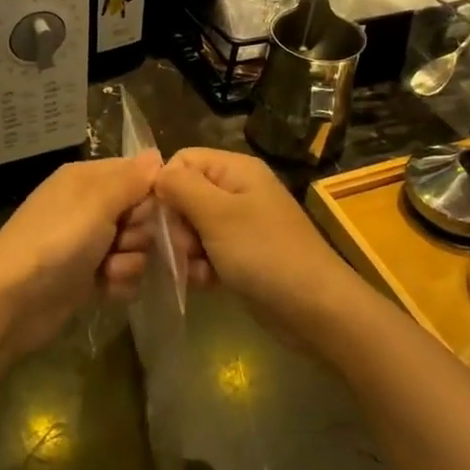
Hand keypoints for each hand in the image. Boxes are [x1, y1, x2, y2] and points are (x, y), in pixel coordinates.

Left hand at [0, 154, 162, 355]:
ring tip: (108, 271)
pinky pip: (124, 275)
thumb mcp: (96, 202)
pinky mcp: (88, 278)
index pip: (137, 175)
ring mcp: (88, 244)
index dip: (152, 194)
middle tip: (123, 242)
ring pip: (136, 248)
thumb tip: (156, 155)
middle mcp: (89, 208)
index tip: (157, 212)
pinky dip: (119, 284)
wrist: (11, 301)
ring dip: (130, 263)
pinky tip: (105, 289)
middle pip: (142, 214)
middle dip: (141, 233)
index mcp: (88, 180)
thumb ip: (131, 179)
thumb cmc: (56, 241)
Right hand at [155, 148, 363, 340]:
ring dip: (186, 251)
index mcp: (235, 170)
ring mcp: (240, 224)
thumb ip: (181, 187)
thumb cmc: (264, 253)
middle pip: (184, 195)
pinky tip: (206, 283)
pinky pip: (206, 252)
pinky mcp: (240, 255)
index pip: (182, 161)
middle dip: (175, 224)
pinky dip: (201, 267)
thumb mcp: (218, 214)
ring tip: (196, 271)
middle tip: (183, 249)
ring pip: (192, 227)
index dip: (165, 185)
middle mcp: (237, 190)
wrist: (314, 308)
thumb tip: (155, 172)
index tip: (159, 217)